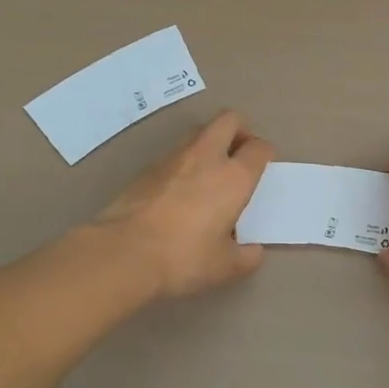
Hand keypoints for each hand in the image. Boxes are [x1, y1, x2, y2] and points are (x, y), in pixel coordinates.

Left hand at [93, 111, 273, 298]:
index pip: (259, 148)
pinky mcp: (147, 167)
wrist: (123, 252)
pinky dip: (184, 162)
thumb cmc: (183, 258)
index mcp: (234, 177)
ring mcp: (174, 158)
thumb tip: (253, 251)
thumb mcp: (224, 267)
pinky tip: (179, 190)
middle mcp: (207, 157)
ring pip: (199, 132)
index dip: (265, 154)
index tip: (264, 166)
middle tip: (240, 155)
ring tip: (209, 172)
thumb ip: (245, 257)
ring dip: (210, 143)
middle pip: (229, 120)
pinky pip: (175, 153)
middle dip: (240, 130)